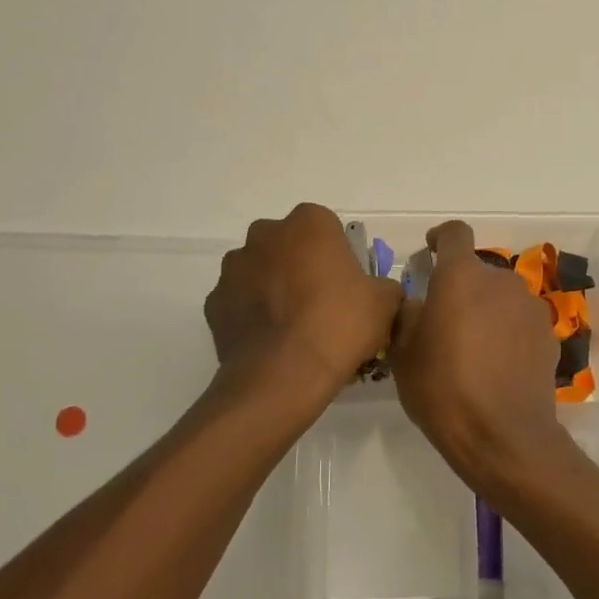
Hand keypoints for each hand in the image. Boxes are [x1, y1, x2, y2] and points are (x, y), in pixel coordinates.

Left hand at [204, 204, 401, 397]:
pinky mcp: (214, 302)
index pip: (326, 227)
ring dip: (274, 288)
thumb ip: (384, 287)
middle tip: (321, 304)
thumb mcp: (385, 304)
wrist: (283, 375)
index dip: (338, 255)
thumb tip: (378, 292)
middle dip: (301, 266)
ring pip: (260, 271)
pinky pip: (239, 302)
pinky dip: (252, 315)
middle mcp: (265, 234)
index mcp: (308, 223)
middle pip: (289, 245)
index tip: (347, 284)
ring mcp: (234, 268)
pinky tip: (271, 342)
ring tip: (294, 328)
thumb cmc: (339, 325)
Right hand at [391, 220, 562, 482]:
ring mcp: (530, 308)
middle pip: (478, 271)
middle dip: (461, 287)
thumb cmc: (443, 390)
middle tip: (444, 320)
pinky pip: (521, 322)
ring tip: (472, 347)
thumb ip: (409, 315)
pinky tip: (497, 364)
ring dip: (487, 310)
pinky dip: (508, 332)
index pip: (455, 233)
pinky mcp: (549, 335)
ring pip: (502, 297)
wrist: (503, 436)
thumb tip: (419, 303)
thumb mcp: (404, 354)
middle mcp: (501, 281)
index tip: (430, 251)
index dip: (440, 237)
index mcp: (461, 277)